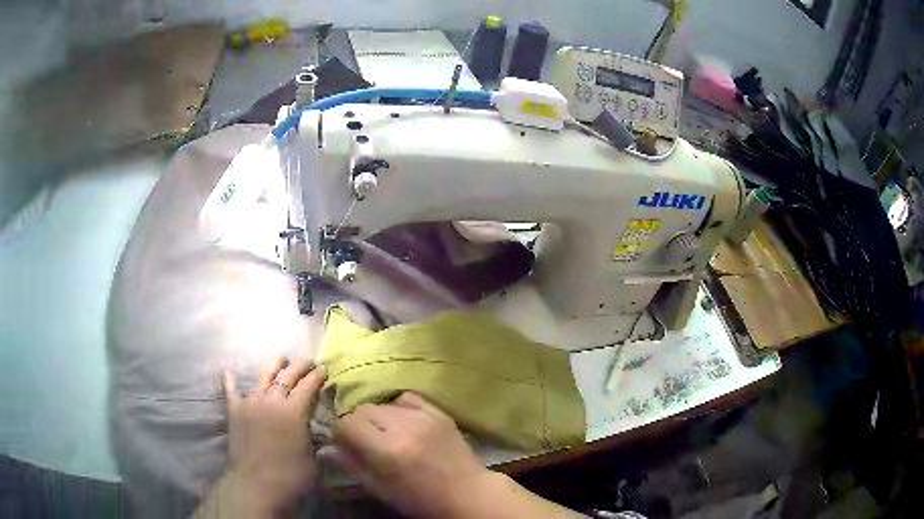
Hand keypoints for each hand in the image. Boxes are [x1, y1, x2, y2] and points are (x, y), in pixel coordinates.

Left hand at [222, 358, 326, 512]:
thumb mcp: (312, 458)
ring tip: (281, 359)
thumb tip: (317, 429)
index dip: (317, 376)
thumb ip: (313, 438)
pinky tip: (227, 368)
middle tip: (309, 362)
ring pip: (263, 378)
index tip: (324, 369)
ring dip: (274, 367)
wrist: (256, 485)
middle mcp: (272, 400)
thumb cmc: (291, 476)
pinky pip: (231, 390)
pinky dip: (230, 379)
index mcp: (294, 411)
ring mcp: (251, 403)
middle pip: (287, 377)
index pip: (308, 386)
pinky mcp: (234, 411)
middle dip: (300, 367)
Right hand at [330, 392, 495, 517]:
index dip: (341, 433)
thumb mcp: (382, 490)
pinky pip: (408, 398)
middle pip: (363, 409)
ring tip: (386, 434)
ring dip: (378, 417)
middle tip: (365, 441)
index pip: (347, 423)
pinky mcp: (439, 412)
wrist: (468, 494)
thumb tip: (325, 449)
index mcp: (387, 451)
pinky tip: (403, 422)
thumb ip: (353, 466)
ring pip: (383, 403)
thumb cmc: (421, 500)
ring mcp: (424, 417)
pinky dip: (399, 408)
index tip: (345, 444)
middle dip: (357, 423)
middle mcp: (404, 427)